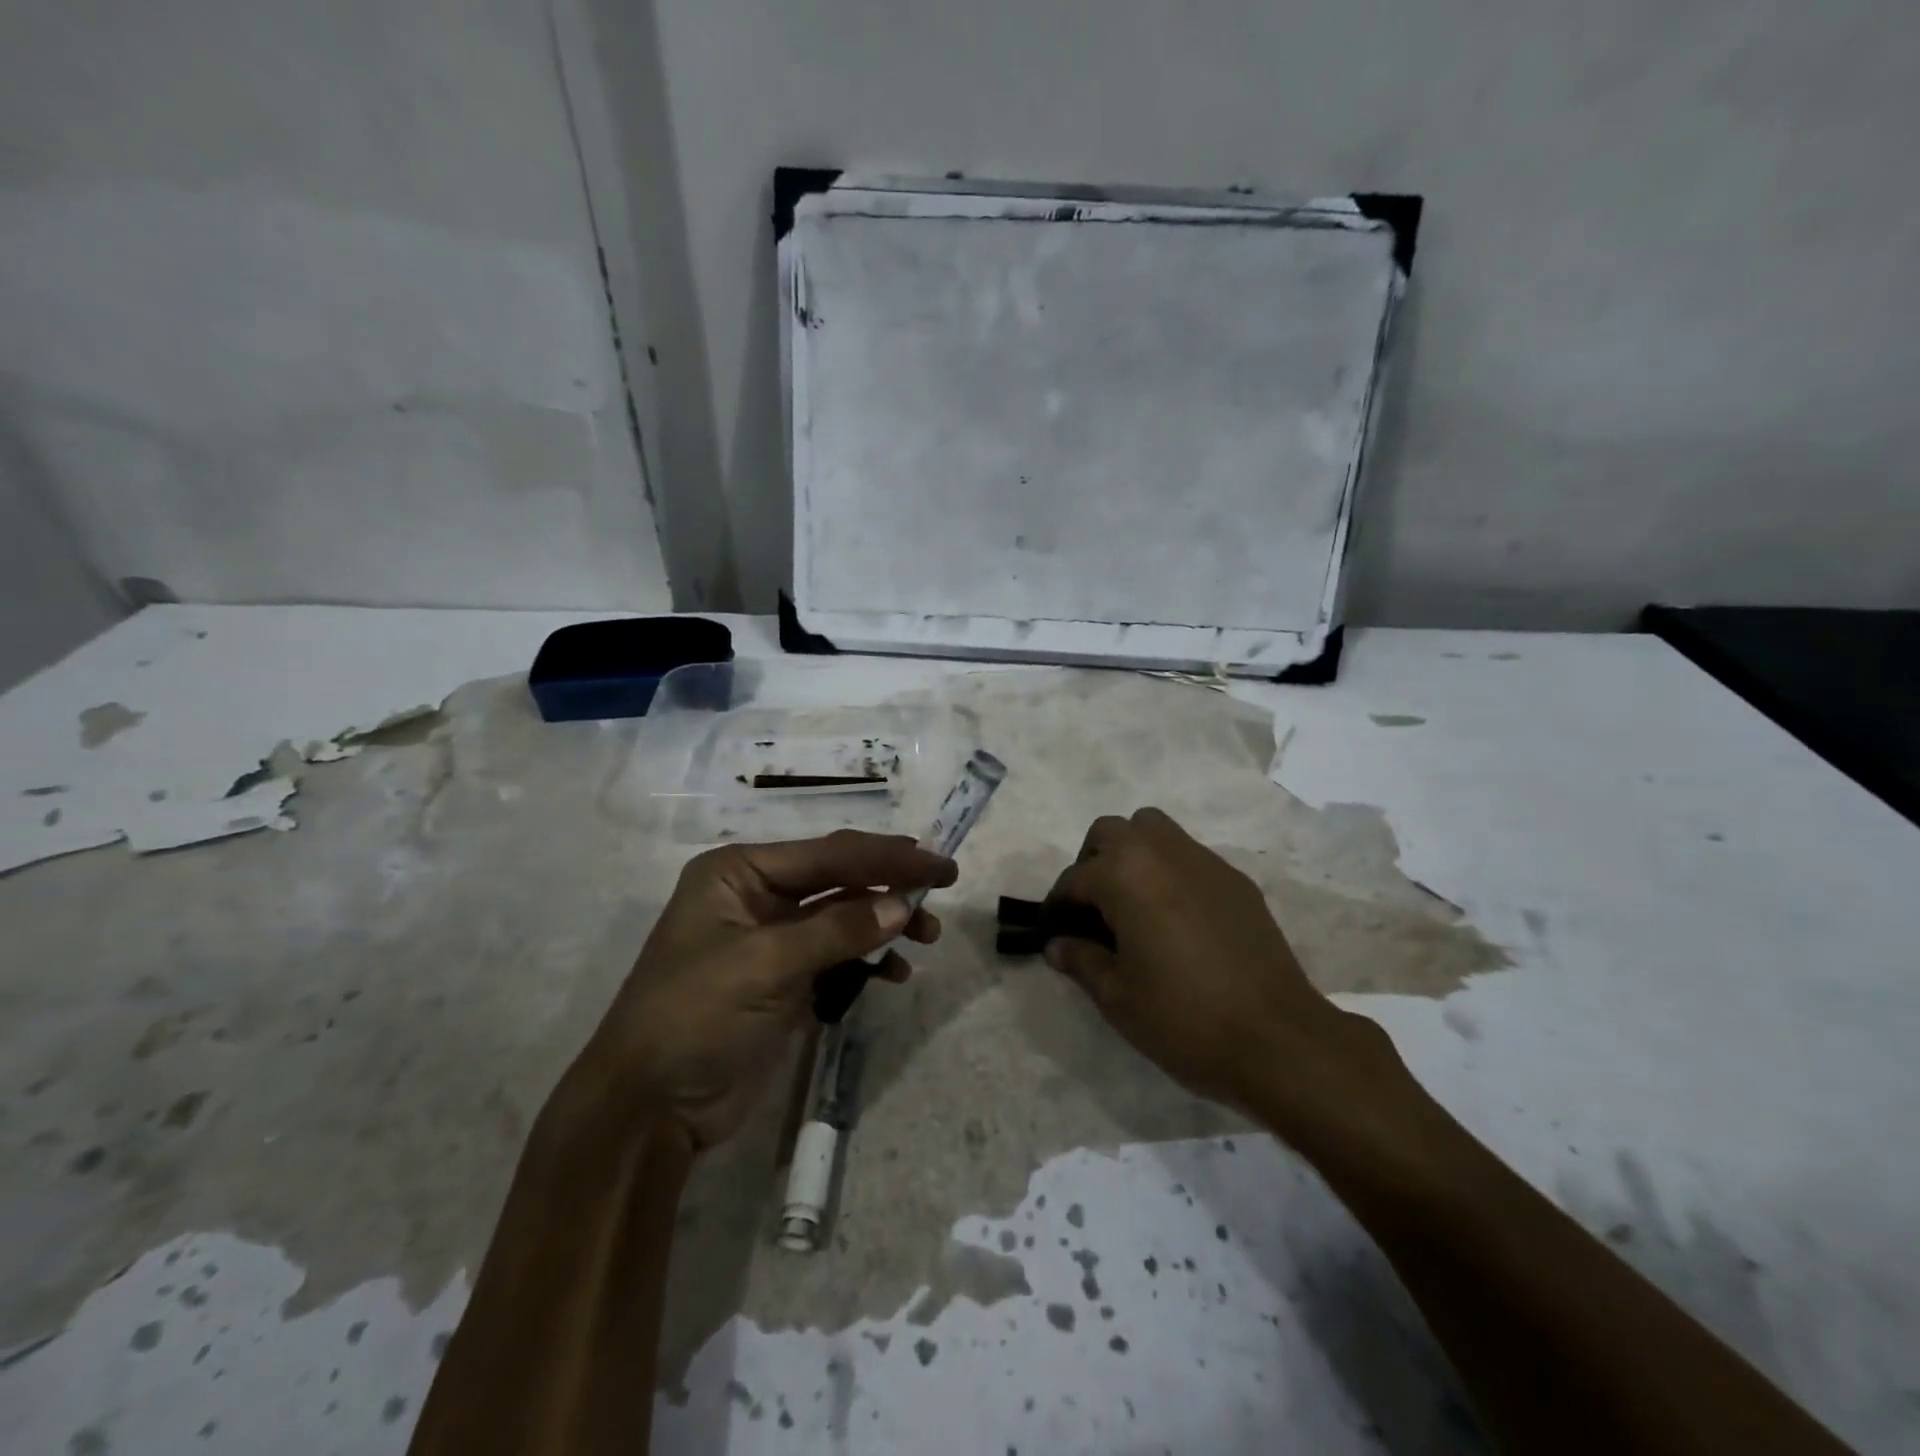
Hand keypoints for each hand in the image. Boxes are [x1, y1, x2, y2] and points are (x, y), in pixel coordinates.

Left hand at [583, 830, 954, 1151]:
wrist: (648, 1109)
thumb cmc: (694, 1016)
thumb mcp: (764, 965)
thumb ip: (837, 930)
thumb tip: (903, 905)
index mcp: (740, 872)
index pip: (828, 854)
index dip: (887, 857)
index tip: (938, 863)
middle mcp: (756, 895)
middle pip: (838, 879)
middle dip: (889, 885)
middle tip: (942, 889)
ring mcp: (771, 939)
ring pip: (843, 917)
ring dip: (884, 924)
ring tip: (926, 937)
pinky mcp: (784, 980)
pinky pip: (837, 956)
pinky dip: (867, 960)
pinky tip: (894, 974)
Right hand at [1043, 809, 1393, 1127]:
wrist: (1277, 1039)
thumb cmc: (1184, 1018)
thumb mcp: (1117, 997)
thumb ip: (1081, 960)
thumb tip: (1058, 945)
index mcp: (1125, 876)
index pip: (1075, 878)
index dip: (1058, 906)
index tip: (1056, 933)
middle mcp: (1162, 853)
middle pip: (1111, 832)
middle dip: (1091, 863)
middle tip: (1093, 909)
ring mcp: (1204, 862)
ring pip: (1153, 829)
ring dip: (1132, 854)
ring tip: (1132, 902)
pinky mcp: (1236, 880)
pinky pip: (1189, 855)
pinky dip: (1169, 870)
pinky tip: (1175, 918)